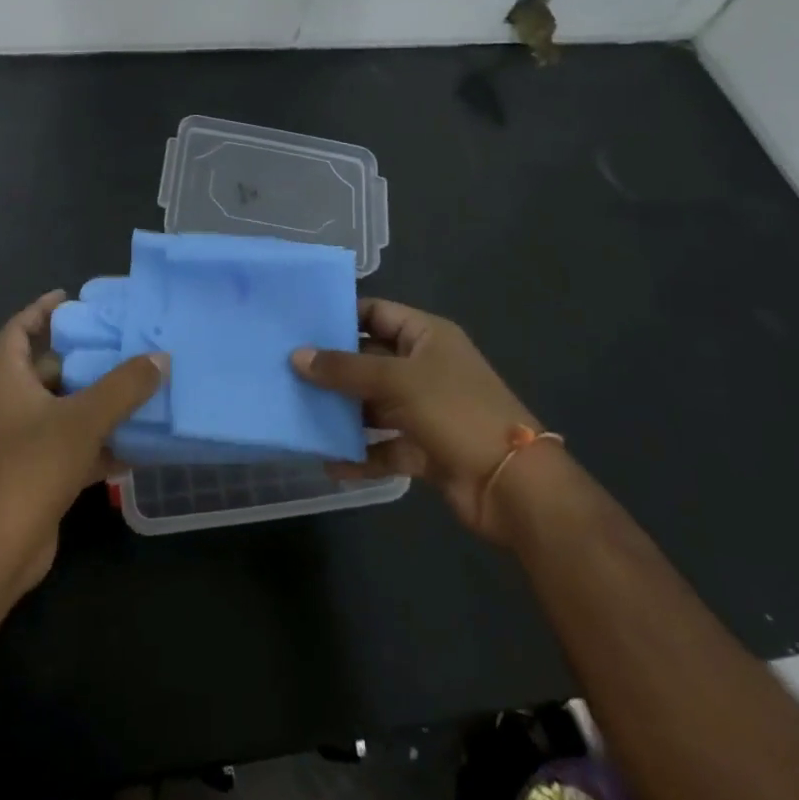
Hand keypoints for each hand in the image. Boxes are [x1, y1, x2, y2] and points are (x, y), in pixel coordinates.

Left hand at [0, 290, 166, 591]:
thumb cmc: (32, 467)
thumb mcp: (83, 419)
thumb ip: (123, 387)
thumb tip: (160, 358)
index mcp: (8, 381)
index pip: (17, 330)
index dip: (40, 310)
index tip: (70, 298)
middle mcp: (12, 406)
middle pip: (48, 369)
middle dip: (85, 358)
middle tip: (124, 345)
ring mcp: (24, 442)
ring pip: (65, 410)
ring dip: (99, 402)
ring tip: (140, 388)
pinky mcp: (39, 474)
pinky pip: (74, 446)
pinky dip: (101, 443)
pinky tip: (137, 447)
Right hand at [293, 298, 542, 544]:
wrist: (514, 486)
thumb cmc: (457, 412)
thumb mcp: (397, 381)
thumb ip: (345, 369)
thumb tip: (296, 356)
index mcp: (426, 337)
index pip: (376, 313)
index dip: (341, 315)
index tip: (298, 321)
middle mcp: (425, 367)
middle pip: (369, 360)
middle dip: (332, 367)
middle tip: (284, 367)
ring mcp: (425, 410)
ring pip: (373, 405)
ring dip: (342, 412)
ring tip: (296, 412)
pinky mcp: (424, 448)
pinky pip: (383, 446)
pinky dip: (360, 455)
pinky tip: (329, 462)